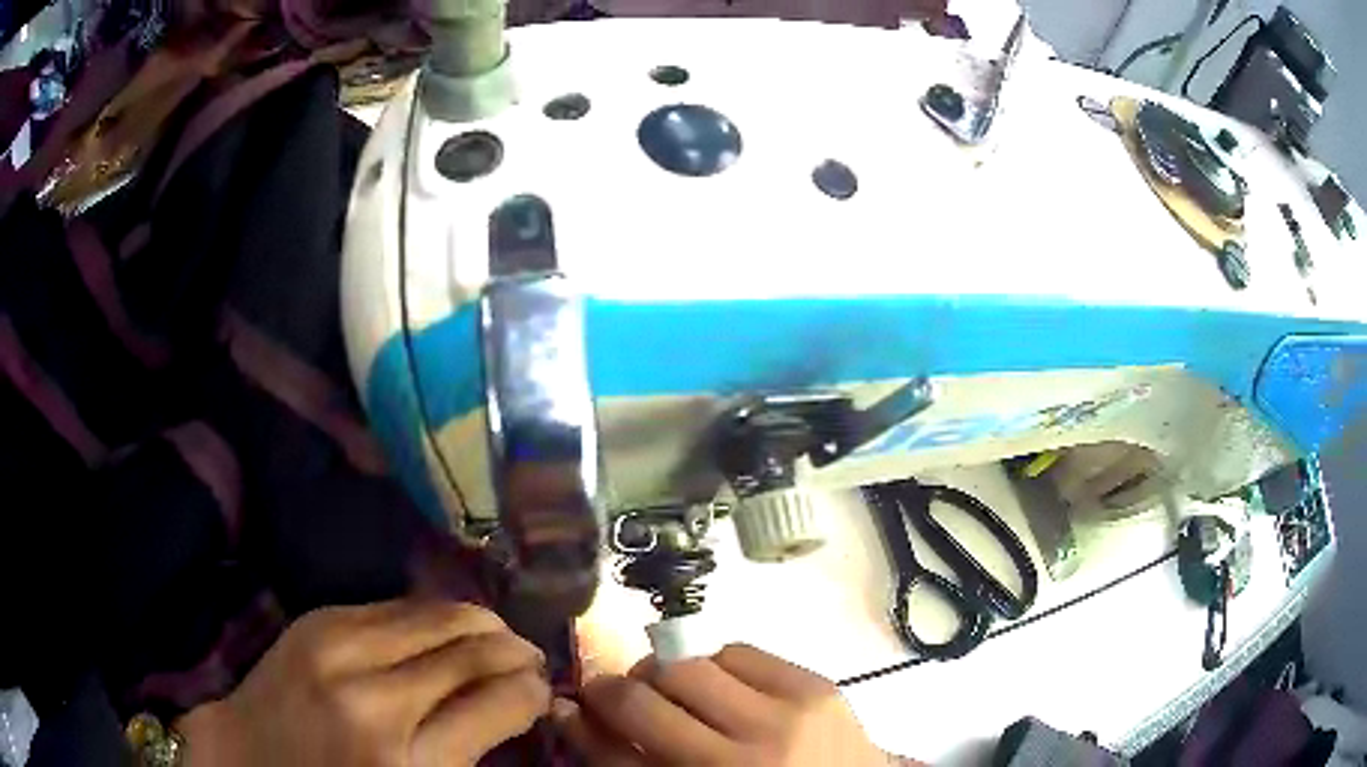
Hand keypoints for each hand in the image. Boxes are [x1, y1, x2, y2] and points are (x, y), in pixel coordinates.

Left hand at [179, 599, 550, 766]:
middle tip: (530, 659)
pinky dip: (433, 616)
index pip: (500, 702)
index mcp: (407, 761)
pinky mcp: (318, 620)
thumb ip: (468, 750)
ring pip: (439, 616)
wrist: (246, 755)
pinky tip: (445, 630)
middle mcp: (376, 697)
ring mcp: (339, 648)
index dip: (532, 691)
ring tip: (496, 638)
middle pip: (473, 650)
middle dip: (514, 650)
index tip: (542, 691)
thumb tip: (518, 701)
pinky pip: (396, 606)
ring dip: (480, 624)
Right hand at [554, 643, 908, 765]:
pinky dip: (716, 664)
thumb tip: (572, 712)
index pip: (619, 751)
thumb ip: (630, 763)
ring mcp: (787, 715)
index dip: (584, 721)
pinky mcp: (817, 686)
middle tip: (627, 699)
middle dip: (621, 690)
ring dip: (668, 674)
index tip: (575, 706)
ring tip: (679, 693)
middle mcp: (744, 757)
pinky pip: (739, 651)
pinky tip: (724, 688)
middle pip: (648, 695)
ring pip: (689, 663)